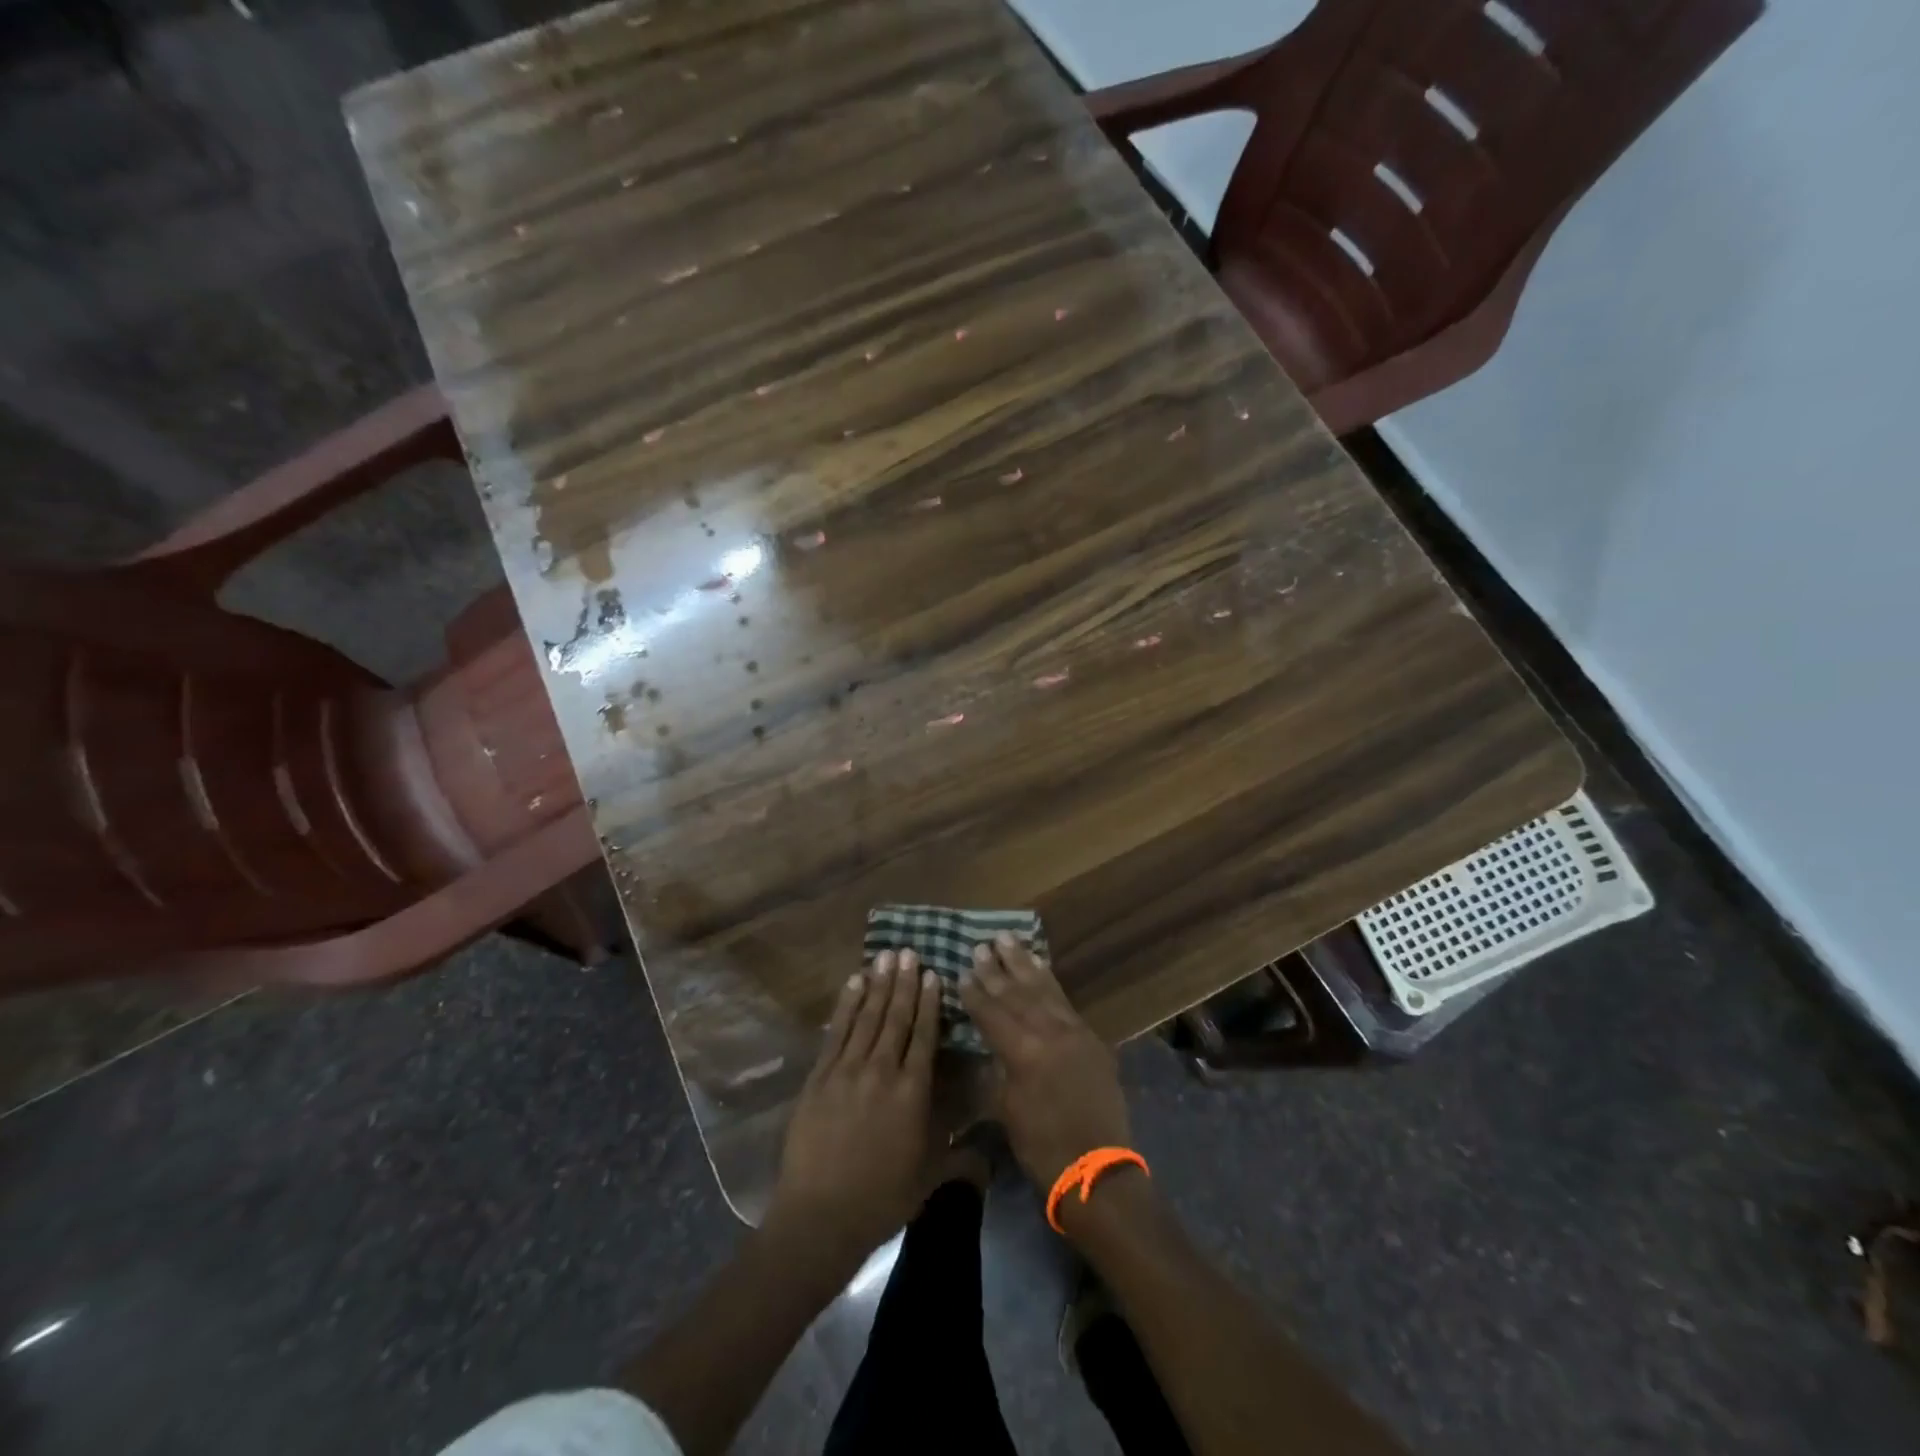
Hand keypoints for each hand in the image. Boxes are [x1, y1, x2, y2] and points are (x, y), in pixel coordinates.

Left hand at [766, 950, 941, 1270]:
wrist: (820, 1216)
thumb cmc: (881, 1199)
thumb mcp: (929, 1178)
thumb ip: (960, 1158)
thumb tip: (990, 1156)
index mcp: (912, 1091)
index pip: (924, 1035)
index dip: (930, 1003)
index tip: (934, 974)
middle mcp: (882, 1070)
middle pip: (896, 1017)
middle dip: (904, 983)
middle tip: (909, 952)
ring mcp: (847, 1070)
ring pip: (867, 1017)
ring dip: (878, 985)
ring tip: (886, 957)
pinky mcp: (819, 1076)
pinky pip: (836, 1031)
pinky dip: (846, 1004)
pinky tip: (854, 983)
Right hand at [960, 932, 1130, 1190]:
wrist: (1097, 1169)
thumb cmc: (1042, 1147)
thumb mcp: (1007, 1110)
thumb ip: (996, 1071)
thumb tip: (986, 1047)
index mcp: (1023, 1052)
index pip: (992, 1014)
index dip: (975, 993)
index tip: (962, 972)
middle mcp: (1049, 1032)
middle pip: (1016, 994)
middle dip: (996, 970)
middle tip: (981, 946)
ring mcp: (1073, 1031)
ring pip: (1043, 988)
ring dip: (1023, 964)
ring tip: (1008, 940)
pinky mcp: (1089, 1037)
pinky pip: (1064, 999)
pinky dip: (1049, 980)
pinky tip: (1040, 966)